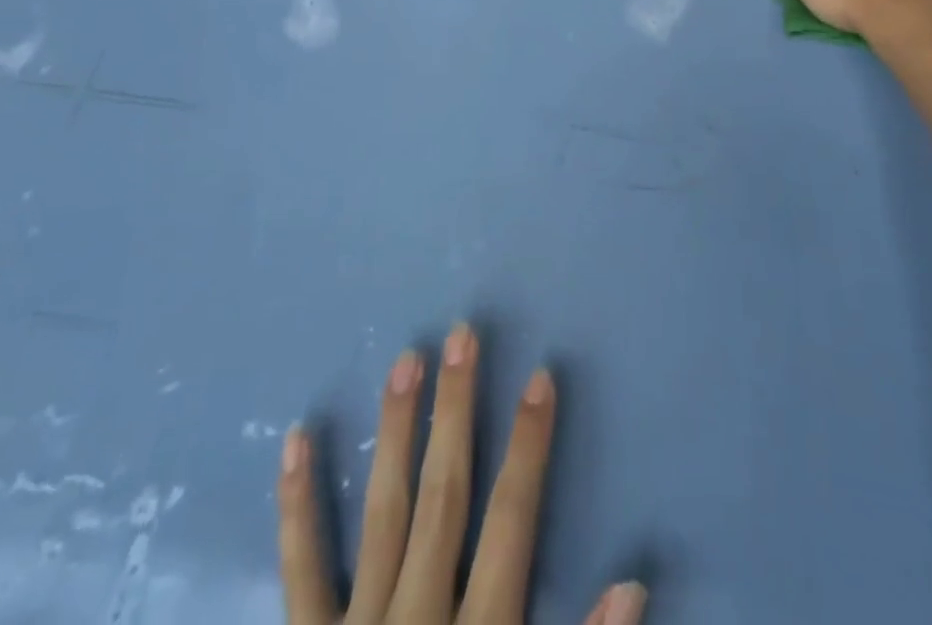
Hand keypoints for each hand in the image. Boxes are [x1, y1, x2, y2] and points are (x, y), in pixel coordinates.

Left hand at [279, 323, 646, 624]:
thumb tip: (633, 584)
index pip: (513, 522)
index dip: (530, 447)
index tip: (541, 378)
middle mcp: (416, 620)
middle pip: (444, 497)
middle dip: (457, 413)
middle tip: (462, 335)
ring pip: (382, 513)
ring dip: (395, 434)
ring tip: (404, 361)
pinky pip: (301, 573)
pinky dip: (299, 506)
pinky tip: (297, 439)